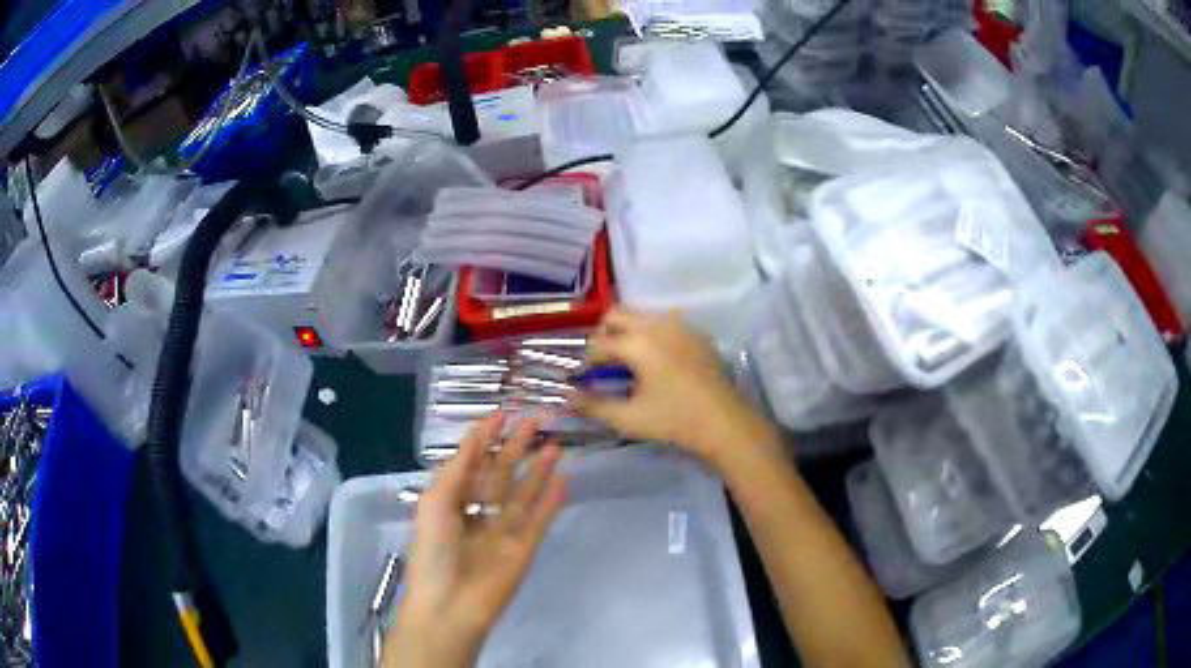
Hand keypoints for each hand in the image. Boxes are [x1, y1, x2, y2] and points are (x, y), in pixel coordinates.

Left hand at [383, 414, 566, 667]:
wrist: (451, 605)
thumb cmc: (434, 551)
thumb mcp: (436, 503)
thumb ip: (458, 470)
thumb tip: (476, 437)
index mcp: (452, 501)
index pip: (472, 462)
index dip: (486, 438)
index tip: (503, 414)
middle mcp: (479, 512)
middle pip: (501, 473)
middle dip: (516, 446)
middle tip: (536, 420)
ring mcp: (504, 530)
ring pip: (524, 493)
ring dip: (539, 469)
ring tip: (555, 444)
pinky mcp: (525, 548)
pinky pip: (541, 519)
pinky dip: (552, 500)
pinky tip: (565, 478)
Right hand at [570, 308, 779, 471]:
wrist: (724, 422)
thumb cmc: (673, 420)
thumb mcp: (628, 418)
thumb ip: (594, 406)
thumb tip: (566, 398)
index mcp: (637, 343)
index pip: (599, 343)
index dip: (586, 359)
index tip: (583, 377)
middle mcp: (657, 325)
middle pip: (617, 314)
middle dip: (603, 334)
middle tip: (602, 361)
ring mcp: (680, 326)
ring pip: (642, 315)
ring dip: (627, 330)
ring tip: (627, 360)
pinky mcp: (696, 334)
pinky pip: (665, 322)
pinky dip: (651, 334)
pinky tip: (657, 361)